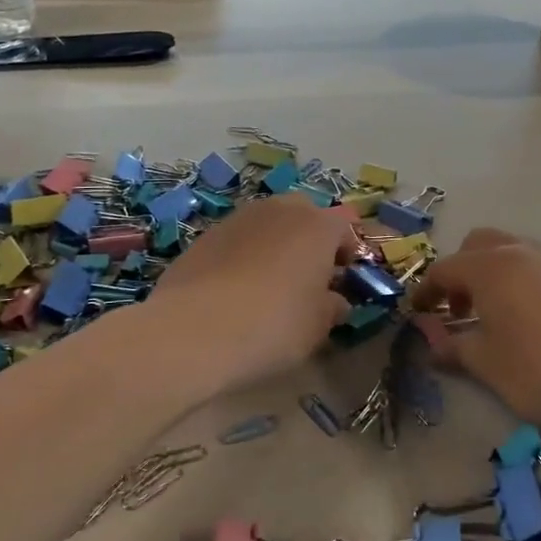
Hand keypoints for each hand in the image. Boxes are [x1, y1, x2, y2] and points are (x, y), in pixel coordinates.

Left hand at [149, 193, 359, 388]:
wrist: (193, 330)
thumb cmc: (274, 325)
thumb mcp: (318, 326)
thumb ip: (332, 307)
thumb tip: (334, 301)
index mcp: (317, 226)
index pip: (344, 227)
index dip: (346, 251)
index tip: (342, 279)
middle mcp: (280, 210)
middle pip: (304, 215)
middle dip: (310, 238)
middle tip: (308, 276)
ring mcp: (239, 219)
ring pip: (268, 224)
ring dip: (275, 244)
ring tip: (270, 283)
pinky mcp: (205, 236)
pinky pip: (237, 240)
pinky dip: (243, 256)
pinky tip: (235, 290)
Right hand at [412, 229, 540, 443]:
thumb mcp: (489, 366)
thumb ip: (454, 346)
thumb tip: (431, 338)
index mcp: (492, 268)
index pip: (445, 269)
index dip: (426, 291)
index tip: (417, 314)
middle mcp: (524, 253)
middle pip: (480, 245)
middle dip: (462, 272)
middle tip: (460, 310)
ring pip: (516, 253)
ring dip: (496, 276)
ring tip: (499, 318)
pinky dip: (527, 285)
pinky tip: (539, 325)